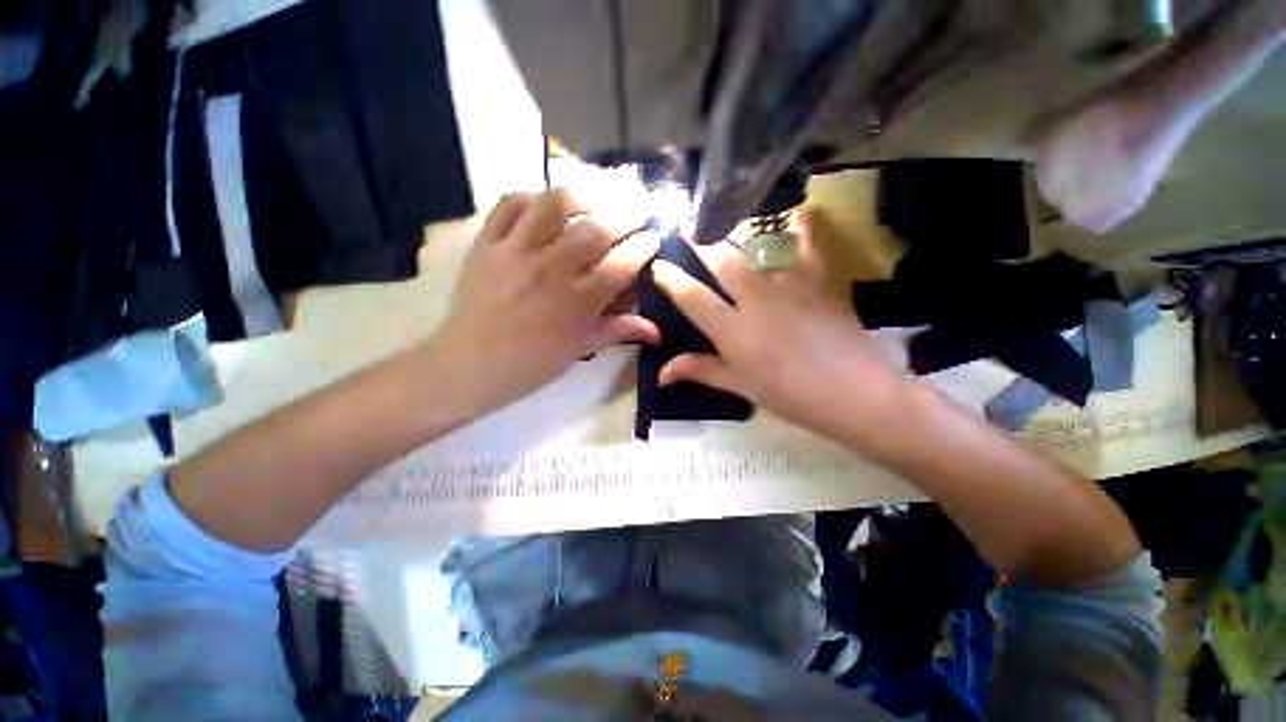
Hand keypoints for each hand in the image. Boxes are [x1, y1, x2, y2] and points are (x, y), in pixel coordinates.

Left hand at [427, 189, 660, 418]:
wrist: (469, 365)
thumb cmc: (532, 364)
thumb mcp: (580, 349)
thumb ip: (619, 331)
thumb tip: (657, 330)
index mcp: (578, 303)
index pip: (621, 265)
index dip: (644, 246)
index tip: (654, 236)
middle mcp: (551, 271)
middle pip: (596, 229)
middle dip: (626, 213)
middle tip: (638, 209)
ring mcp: (516, 252)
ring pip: (554, 204)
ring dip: (583, 195)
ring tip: (596, 198)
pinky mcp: (487, 243)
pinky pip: (509, 204)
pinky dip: (532, 196)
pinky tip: (545, 204)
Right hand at [650, 212, 913, 446]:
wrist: (855, 394)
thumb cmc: (791, 396)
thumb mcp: (741, 387)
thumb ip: (701, 371)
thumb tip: (661, 373)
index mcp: (733, 331)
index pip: (692, 297)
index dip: (670, 278)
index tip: (658, 265)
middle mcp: (756, 300)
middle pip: (720, 261)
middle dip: (698, 242)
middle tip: (685, 228)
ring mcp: (789, 285)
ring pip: (756, 245)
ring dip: (735, 230)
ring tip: (723, 218)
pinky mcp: (818, 278)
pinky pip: (804, 242)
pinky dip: (796, 225)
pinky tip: (790, 214)